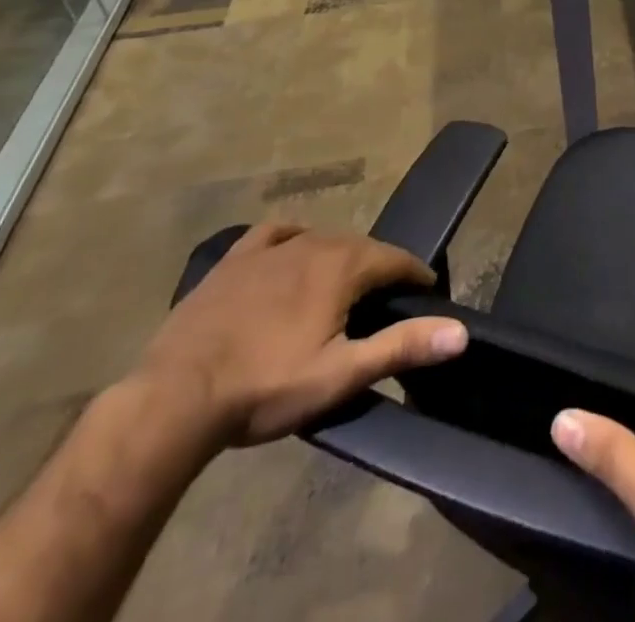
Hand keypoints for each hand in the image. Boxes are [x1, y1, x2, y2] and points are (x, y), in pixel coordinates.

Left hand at [136, 223, 467, 448]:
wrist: (173, 399)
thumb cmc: (265, 387)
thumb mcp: (341, 374)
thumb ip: (402, 346)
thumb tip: (460, 333)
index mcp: (343, 266)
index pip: (396, 260)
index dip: (416, 276)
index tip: (427, 293)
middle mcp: (314, 243)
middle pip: (361, 248)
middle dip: (379, 268)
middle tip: (385, 300)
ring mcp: (270, 249)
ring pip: (321, 240)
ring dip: (341, 258)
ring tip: (343, 285)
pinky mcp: (232, 261)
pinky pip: (273, 234)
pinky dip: (292, 238)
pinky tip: (291, 250)